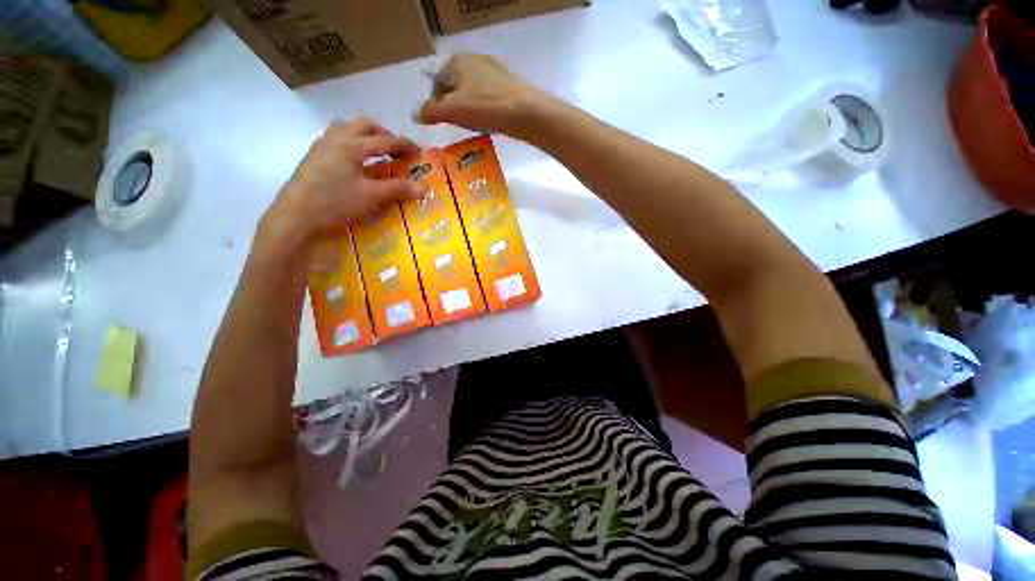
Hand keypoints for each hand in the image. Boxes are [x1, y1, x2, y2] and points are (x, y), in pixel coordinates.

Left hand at [260, 117, 419, 248]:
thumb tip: (423, 187)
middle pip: (364, 124)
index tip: (418, 150)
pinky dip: (352, 142)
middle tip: (395, 150)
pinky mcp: (314, 155)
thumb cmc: (335, 202)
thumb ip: (397, 188)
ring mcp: (322, 144)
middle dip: (383, 134)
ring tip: (376, 152)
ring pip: (347, 127)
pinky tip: (356, 161)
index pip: (384, 140)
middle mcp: (336, 137)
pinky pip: (337, 137)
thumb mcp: (371, 196)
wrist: (296, 214)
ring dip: (365, 135)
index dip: (403, 144)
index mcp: (352, 144)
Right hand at [415, 52, 548, 137]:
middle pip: (455, 89)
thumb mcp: (452, 110)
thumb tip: (415, 115)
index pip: (437, 84)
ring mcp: (493, 71)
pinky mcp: (507, 85)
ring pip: (472, 95)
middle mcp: (474, 60)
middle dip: (454, 109)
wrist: (524, 112)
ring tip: (475, 126)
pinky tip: (489, 123)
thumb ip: (431, 112)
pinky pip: (487, 99)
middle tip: (460, 125)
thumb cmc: (484, 107)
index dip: (437, 106)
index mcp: (456, 61)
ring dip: (469, 112)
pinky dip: (484, 111)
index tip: (443, 123)